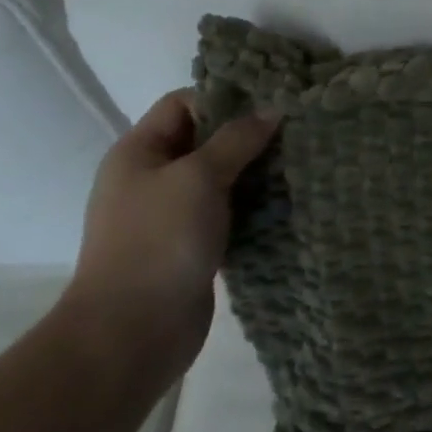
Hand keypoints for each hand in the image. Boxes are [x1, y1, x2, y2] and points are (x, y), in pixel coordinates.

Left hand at [60, 90, 278, 384]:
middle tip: (296, 132)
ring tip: (300, 165)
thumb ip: (237, 140)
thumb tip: (273, 109)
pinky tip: (287, 204)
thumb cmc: (159, 241)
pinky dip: (254, 207)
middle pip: (205, 141)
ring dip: (256, 173)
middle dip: (249, 136)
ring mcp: (171, 215)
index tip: (272, 103)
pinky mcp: (192, 246)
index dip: (225, 98)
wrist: (131, 332)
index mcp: (139, 152)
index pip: (183, 104)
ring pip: (221, 179)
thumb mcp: (198, 177)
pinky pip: (228, 213)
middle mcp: (152, 178)